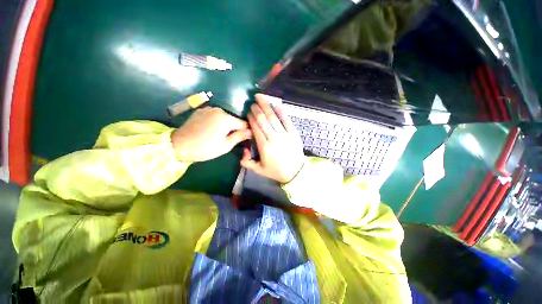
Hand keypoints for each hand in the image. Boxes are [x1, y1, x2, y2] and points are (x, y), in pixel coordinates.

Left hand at [172, 107, 251, 161]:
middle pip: (234, 119)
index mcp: (226, 118)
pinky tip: (211, 130)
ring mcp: (209, 109)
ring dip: (226, 125)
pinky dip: (216, 121)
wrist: (179, 145)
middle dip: (235, 128)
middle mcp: (219, 110)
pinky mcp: (201, 110)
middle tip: (230, 139)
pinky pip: (215, 116)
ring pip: (225, 117)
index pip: (244, 123)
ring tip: (219, 135)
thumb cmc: (205, 148)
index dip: (246, 132)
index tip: (245, 139)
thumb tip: (250, 131)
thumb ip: (239, 137)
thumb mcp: (225, 146)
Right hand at [241, 94, 304, 183]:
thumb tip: (242, 150)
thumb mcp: (258, 170)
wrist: (295, 173)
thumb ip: (246, 162)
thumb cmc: (276, 171)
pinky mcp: (294, 133)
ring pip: (274, 117)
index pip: (256, 128)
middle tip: (252, 102)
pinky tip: (276, 104)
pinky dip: (281, 112)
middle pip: (263, 120)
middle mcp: (274, 138)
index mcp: (264, 146)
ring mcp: (285, 135)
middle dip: (257, 109)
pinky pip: (287, 120)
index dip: (251, 118)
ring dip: (266, 106)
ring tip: (260, 97)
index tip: (248, 111)